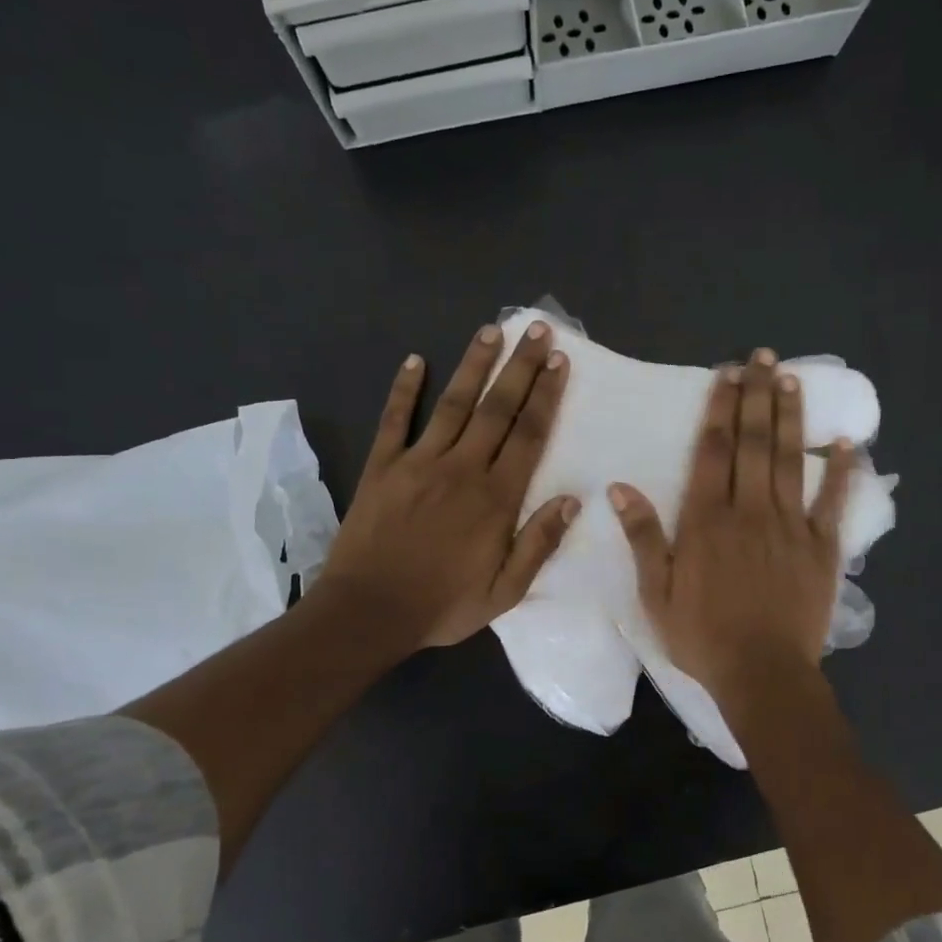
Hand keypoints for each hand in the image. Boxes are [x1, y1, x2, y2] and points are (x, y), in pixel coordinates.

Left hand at [322, 321, 575, 653]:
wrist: (369, 611)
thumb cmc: (443, 605)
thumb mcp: (504, 592)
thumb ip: (538, 544)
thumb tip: (572, 500)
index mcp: (496, 498)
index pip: (529, 435)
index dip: (546, 395)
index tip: (559, 361)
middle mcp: (462, 468)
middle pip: (497, 408)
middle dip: (520, 367)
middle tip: (536, 329)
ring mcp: (419, 462)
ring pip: (452, 403)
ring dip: (473, 365)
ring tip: (490, 331)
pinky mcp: (382, 466)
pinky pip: (395, 420)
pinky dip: (404, 389)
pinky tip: (414, 360)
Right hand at [610, 348, 853, 705]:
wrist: (762, 673)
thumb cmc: (702, 636)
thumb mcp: (655, 593)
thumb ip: (642, 537)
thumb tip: (620, 488)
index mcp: (707, 520)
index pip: (714, 451)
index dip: (720, 409)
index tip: (727, 376)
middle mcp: (750, 510)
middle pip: (753, 443)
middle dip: (756, 397)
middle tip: (762, 358)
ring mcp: (790, 526)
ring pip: (789, 460)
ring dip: (790, 418)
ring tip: (791, 380)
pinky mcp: (822, 547)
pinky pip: (832, 501)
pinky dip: (840, 471)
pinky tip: (845, 443)